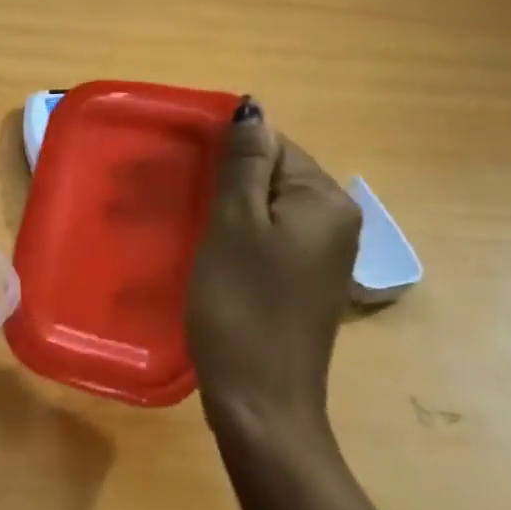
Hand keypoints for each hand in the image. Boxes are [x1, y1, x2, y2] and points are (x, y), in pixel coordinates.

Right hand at [186, 99, 360, 458]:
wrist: (261, 402)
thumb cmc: (241, 306)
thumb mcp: (233, 226)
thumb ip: (243, 164)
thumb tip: (252, 107)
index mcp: (325, 201)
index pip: (273, 145)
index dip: (224, 153)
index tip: (181, 172)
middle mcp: (335, 221)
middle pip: (271, 175)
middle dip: (223, 180)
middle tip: (175, 199)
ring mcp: (322, 254)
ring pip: (266, 207)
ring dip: (225, 208)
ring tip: (186, 225)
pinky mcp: (304, 280)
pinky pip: (268, 237)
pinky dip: (237, 236)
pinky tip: (209, 253)